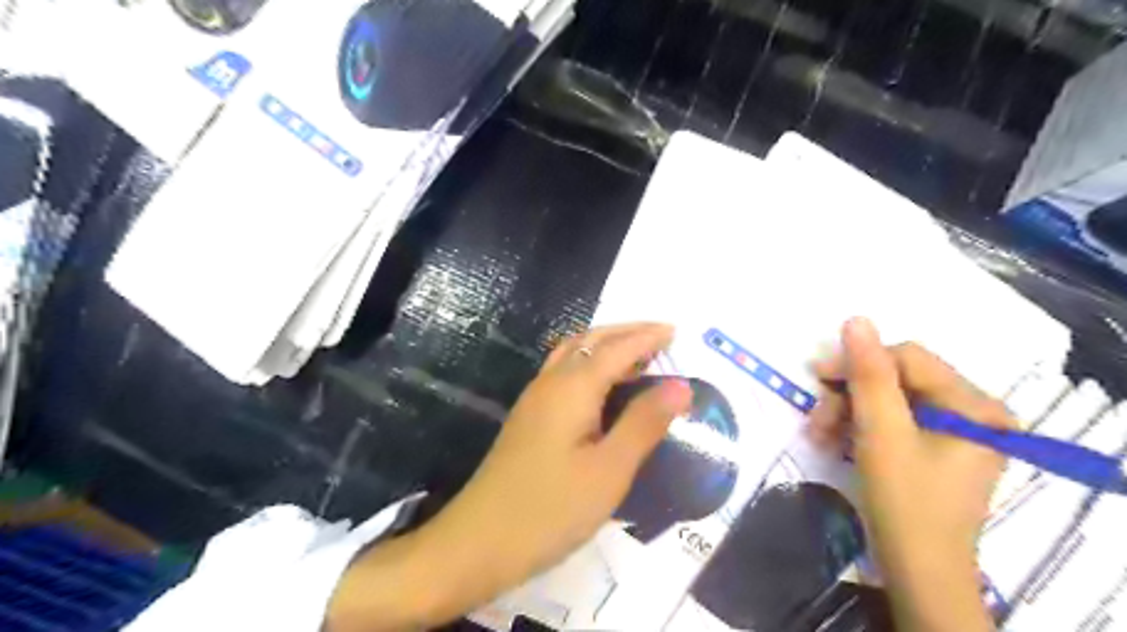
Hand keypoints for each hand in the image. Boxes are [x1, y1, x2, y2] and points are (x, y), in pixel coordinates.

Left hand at [329, 324, 697, 628]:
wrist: (478, 542)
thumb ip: (644, 423)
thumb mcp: (609, 470)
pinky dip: (589, 364)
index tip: (676, 331)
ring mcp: (535, 400)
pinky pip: (563, 373)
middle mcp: (550, 383)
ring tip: (636, 355)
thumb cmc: (550, 509)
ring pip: (572, 353)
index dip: (647, 337)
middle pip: (590, 341)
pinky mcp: (529, 418)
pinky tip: (601, 386)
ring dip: (605, 345)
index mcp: (572, 388)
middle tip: (660, 337)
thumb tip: (680, 385)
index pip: (617, 348)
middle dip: (626, 332)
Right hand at [810, 318, 1004, 630]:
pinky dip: (859, 428)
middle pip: (897, 380)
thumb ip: (869, 374)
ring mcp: (954, 431)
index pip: (908, 358)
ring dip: (847, 412)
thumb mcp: (881, 432)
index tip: (816, 378)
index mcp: (973, 405)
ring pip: (887, 400)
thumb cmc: (905, 501)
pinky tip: (834, 441)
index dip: (859, 362)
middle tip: (816, 417)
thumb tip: (856, 319)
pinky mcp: (934, 448)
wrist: (918, 571)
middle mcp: (971, 412)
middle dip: (850, 396)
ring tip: (819, 434)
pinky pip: (891, 421)